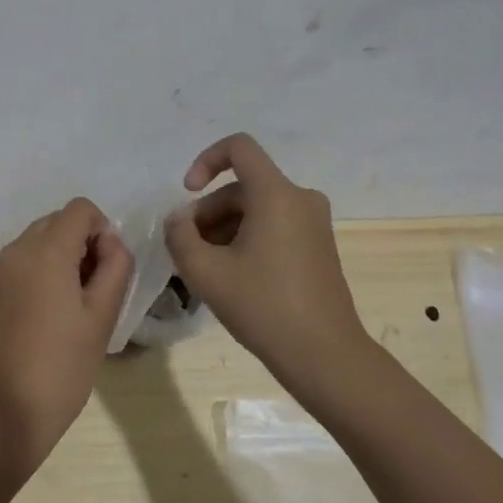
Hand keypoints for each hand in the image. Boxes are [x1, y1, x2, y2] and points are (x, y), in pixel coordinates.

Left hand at [0, 197, 132, 484]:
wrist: (2, 414)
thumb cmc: (61, 367)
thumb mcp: (101, 317)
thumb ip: (115, 267)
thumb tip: (110, 242)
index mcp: (44, 250)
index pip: (80, 209)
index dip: (103, 230)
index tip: (109, 270)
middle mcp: (16, 250)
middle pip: (58, 222)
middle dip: (84, 243)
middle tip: (97, 290)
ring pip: (41, 242)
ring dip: (65, 258)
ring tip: (77, 307)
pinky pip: (25, 263)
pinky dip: (45, 272)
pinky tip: (54, 316)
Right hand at [165, 133, 375, 403]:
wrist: (324, 355)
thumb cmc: (263, 307)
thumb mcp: (205, 271)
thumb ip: (180, 235)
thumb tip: (178, 219)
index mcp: (276, 194)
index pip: (239, 147)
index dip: (205, 161)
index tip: (187, 193)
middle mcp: (300, 199)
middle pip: (242, 186)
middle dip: (208, 212)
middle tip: (187, 250)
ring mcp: (314, 223)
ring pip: (256, 209)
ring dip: (224, 229)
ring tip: (205, 269)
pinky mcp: (318, 246)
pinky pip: (274, 226)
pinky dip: (247, 239)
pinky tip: (232, 277)